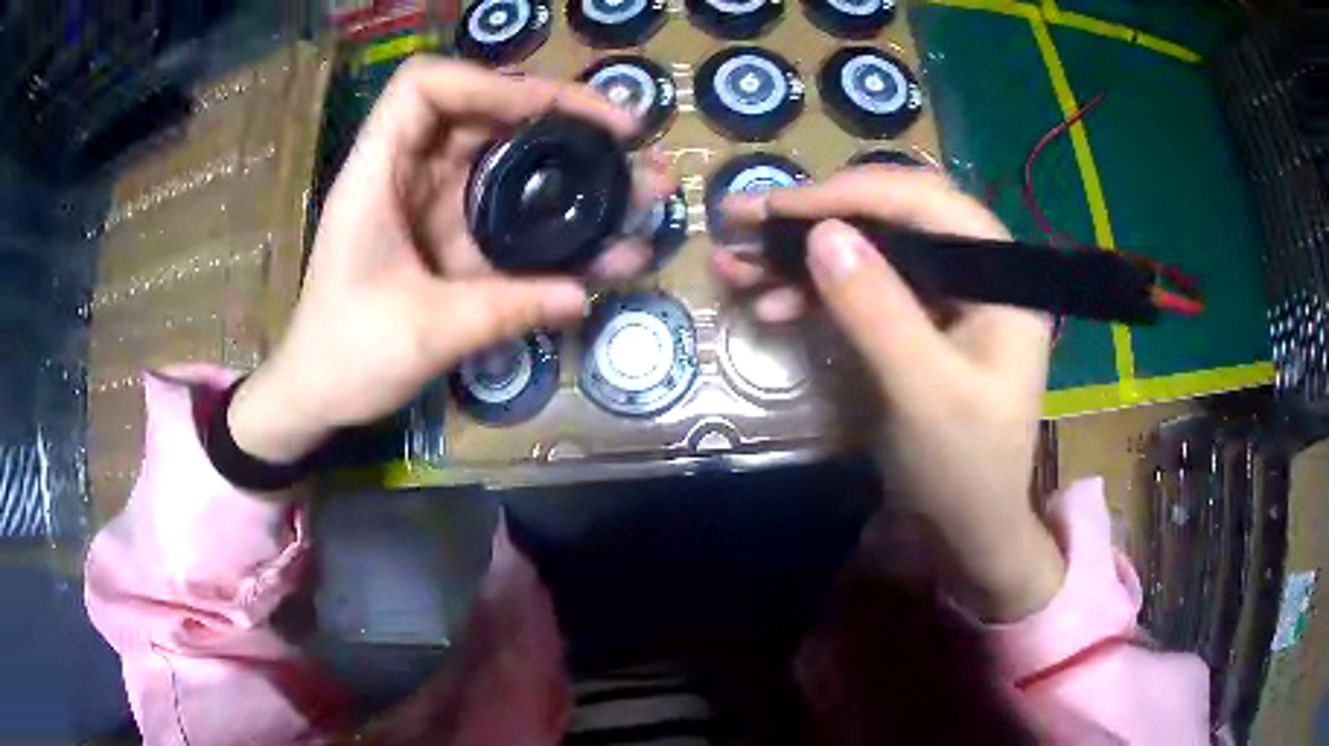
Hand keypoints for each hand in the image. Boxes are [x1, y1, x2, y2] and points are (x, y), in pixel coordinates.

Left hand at [229, 58, 670, 464]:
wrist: (320, 393)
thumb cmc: (346, 357)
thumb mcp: (423, 334)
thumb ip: (502, 311)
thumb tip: (581, 295)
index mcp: (378, 175)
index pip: (425, 87)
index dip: (489, 84)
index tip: (550, 114)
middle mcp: (410, 174)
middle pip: (486, 112)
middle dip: (561, 117)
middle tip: (628, 138)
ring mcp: (436, 203)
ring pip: (510, 159)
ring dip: (576, 167)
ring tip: (644, 185)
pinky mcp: (456, 235)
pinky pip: (515, 213)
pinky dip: (562, 221)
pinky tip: (612, 245)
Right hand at [717, 167, 1064, 620]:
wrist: (968, 531)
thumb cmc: (964, 469)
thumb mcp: (924, 393)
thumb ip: (879, 311)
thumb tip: (822, 233)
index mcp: (998, 276)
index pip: (924, 203)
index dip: (850, 194)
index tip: (779, 206)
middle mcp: (972, 271)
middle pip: (889, 218)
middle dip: (812, 218)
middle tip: (741, 217)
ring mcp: (941, 296)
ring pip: (867, 251)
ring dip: (800, 255)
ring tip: (733, 262)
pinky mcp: (913, 322)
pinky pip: (860, 289)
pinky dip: (813, 293)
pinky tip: (768, 301)